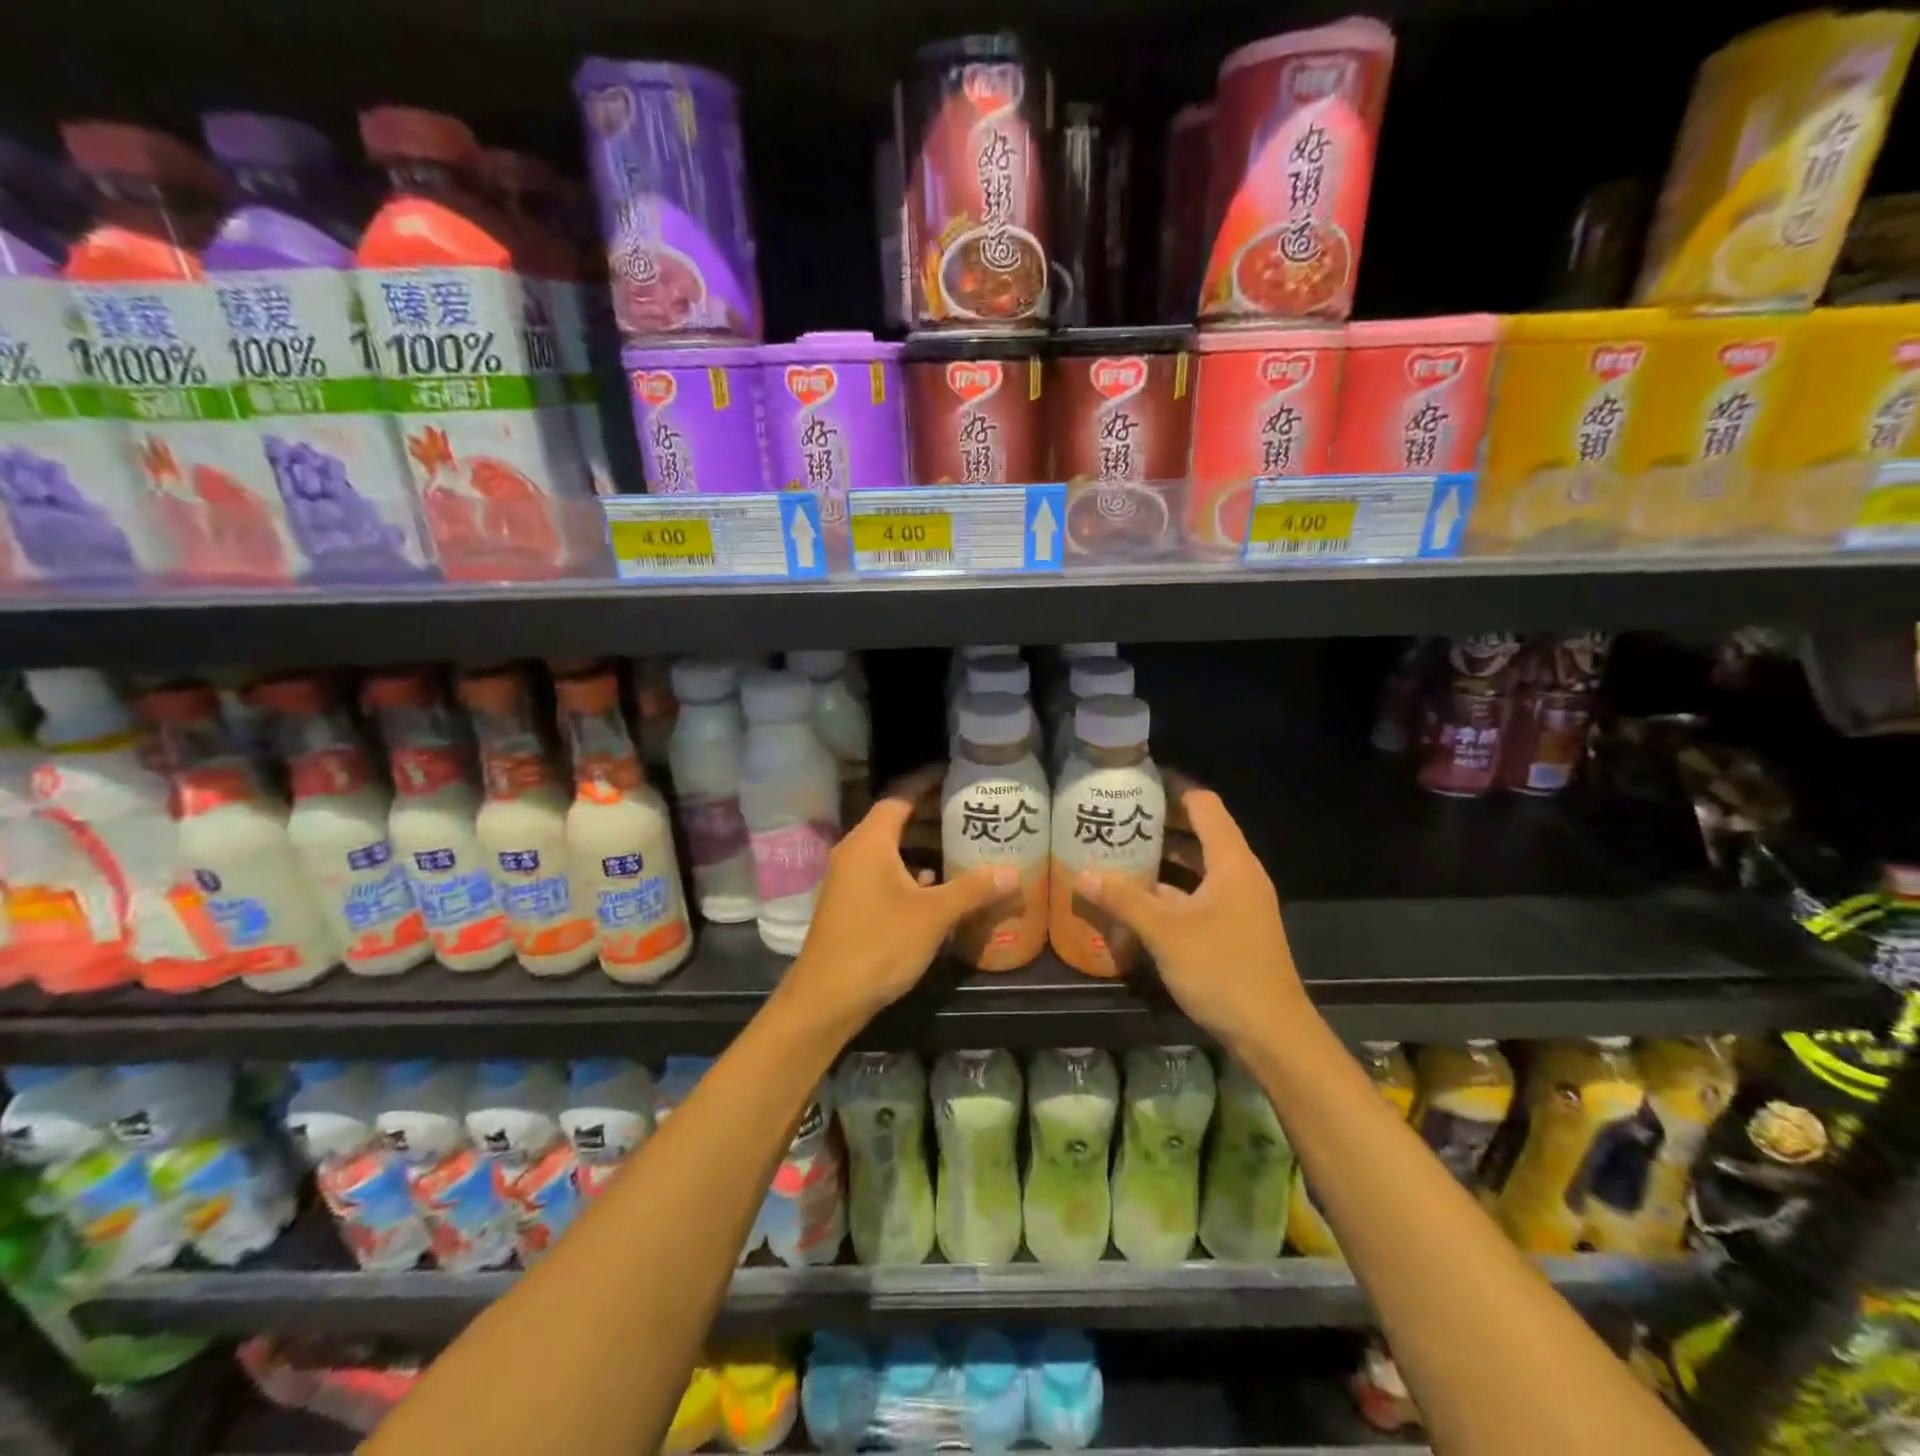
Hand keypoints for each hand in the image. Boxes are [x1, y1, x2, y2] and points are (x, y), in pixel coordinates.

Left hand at [784, 767, 1012, 1027]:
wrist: (827, 998)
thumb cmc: (879, 944)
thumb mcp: (933, 915)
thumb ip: (973, 889)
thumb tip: (1014, 872)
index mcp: (869, 842)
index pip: (899, 797)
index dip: (926, 784)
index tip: (955, 777)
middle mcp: (854, 853)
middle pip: (894, 822)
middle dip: (930, 816)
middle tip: (968, 813)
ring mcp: (847, 880)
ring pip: (888, 851)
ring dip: (921, 847)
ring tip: (959, 847)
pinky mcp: (848, 904)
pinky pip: (882, 874)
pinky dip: (908, 872)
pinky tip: (934, 888)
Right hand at [1076, 779, 1307, 1047]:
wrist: (1271, 1033)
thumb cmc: (1222, 970)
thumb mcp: (1165, 932)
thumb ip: (1124, 899)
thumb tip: (1081, 872)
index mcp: (1232, 861)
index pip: (1203, 804)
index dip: (1171, 788)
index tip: (1135, 782)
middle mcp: (1239, 874)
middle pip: (1200, 832)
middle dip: (1159, 823)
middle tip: (1117, 817)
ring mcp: (1238, 903)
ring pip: (1197, 866)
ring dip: (1163, 858)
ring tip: (1119, 851)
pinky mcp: (1233, 928)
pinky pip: (1198, 894)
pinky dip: (1170, 890)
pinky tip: (1137, 899)